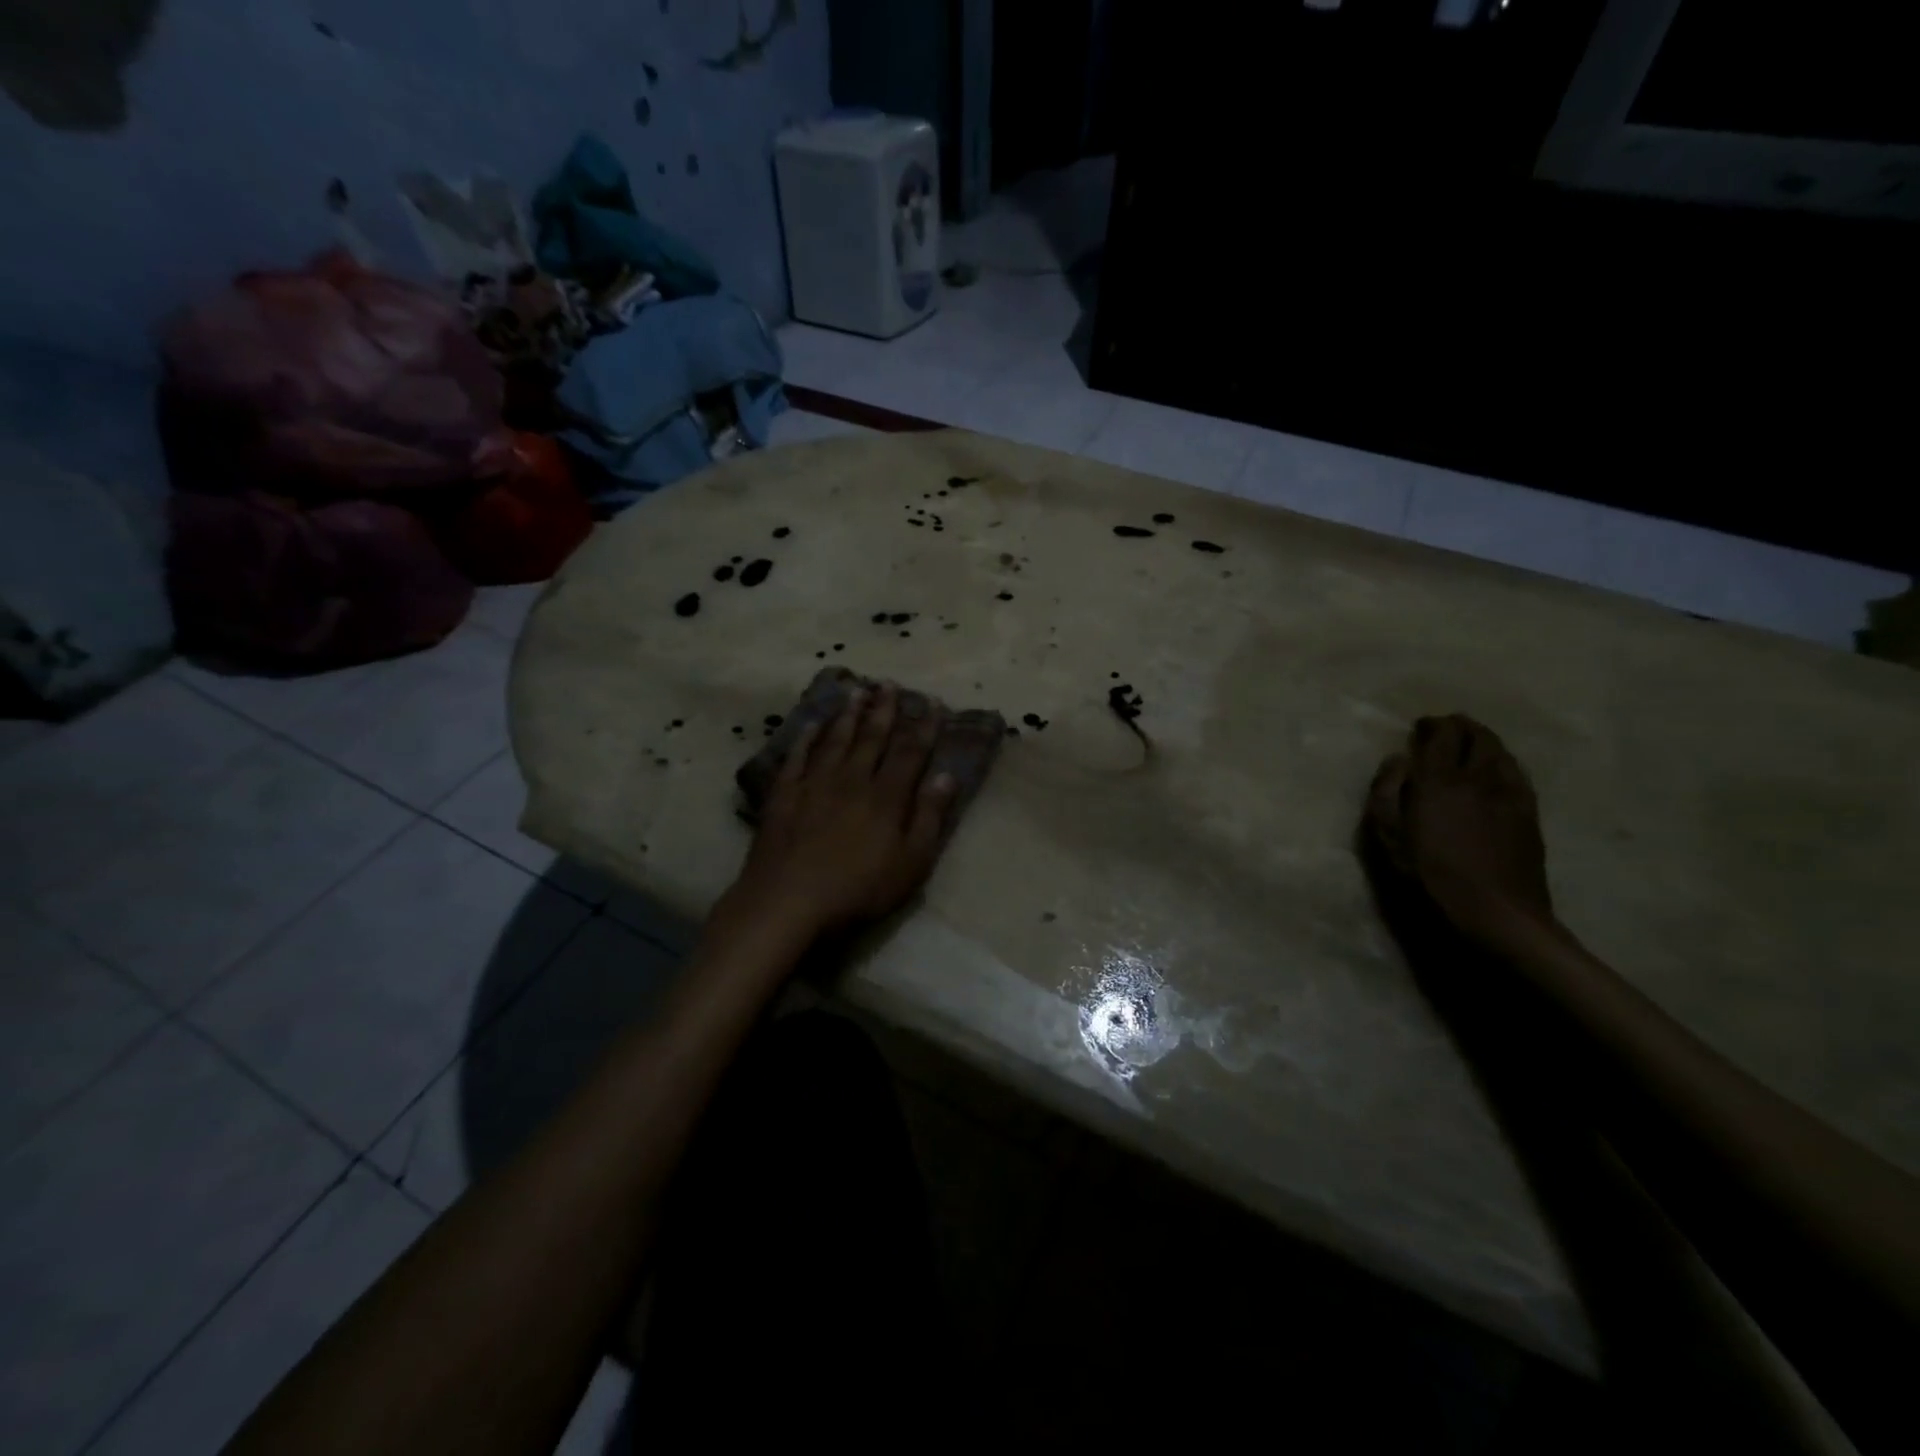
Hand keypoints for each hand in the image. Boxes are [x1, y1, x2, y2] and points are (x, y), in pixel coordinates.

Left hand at [720, 684, 957, 942]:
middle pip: (871, 737)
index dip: (923, 726)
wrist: (787, 902)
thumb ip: (929, 817)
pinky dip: (807, 737)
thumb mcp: (910, 864)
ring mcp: (814, 784)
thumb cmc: (857, 890)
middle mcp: (852, 779)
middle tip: (889, 683)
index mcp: (886, 797)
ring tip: (857, 690)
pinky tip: (813, 723)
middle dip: (884, 709)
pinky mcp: (784, 795)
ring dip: (848, 714)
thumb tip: (945, 775)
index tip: (932, 702)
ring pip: (835, 739)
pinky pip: (797, 756)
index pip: (910, 752)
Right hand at [1362, 714, 1555, 945]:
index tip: (1421, 727)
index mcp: (1440, 780)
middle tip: (1445, 730)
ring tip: (1470, 744)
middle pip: (1477, 736)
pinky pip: (1517, 772)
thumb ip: (1386, 791)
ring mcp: (1510, 793)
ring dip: (1484, 741)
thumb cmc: (1430, 875)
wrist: (1496, 911)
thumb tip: (1397, 759)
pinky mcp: (1529, 812)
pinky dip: (1503, 761)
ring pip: (1501, 751)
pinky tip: (1496, 770)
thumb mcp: (1387, 837)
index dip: (1433, 725)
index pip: (1442, 735)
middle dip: (1460, 726)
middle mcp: (1478, 777)